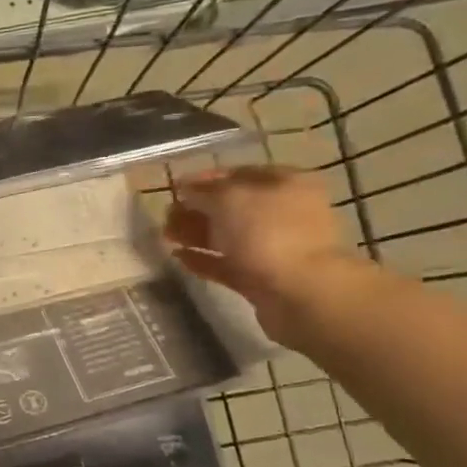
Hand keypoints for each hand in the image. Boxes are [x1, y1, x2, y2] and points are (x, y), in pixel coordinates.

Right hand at [162, 165, 364, 345]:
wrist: (301, 293)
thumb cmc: (267, 233)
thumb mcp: (228, 199)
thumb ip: (203, 192)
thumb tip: (187, 191)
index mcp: (286, 184)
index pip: (240, 174)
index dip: (206, 179)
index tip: (175, 187)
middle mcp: (284, 212)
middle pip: (232, 207)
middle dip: (196, 209)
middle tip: (166, 216)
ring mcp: (274, 247)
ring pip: (227, 236)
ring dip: (195, 233)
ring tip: (165, 236)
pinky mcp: (262, 278)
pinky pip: (226, 264)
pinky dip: (203, 259)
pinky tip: (177, 258)